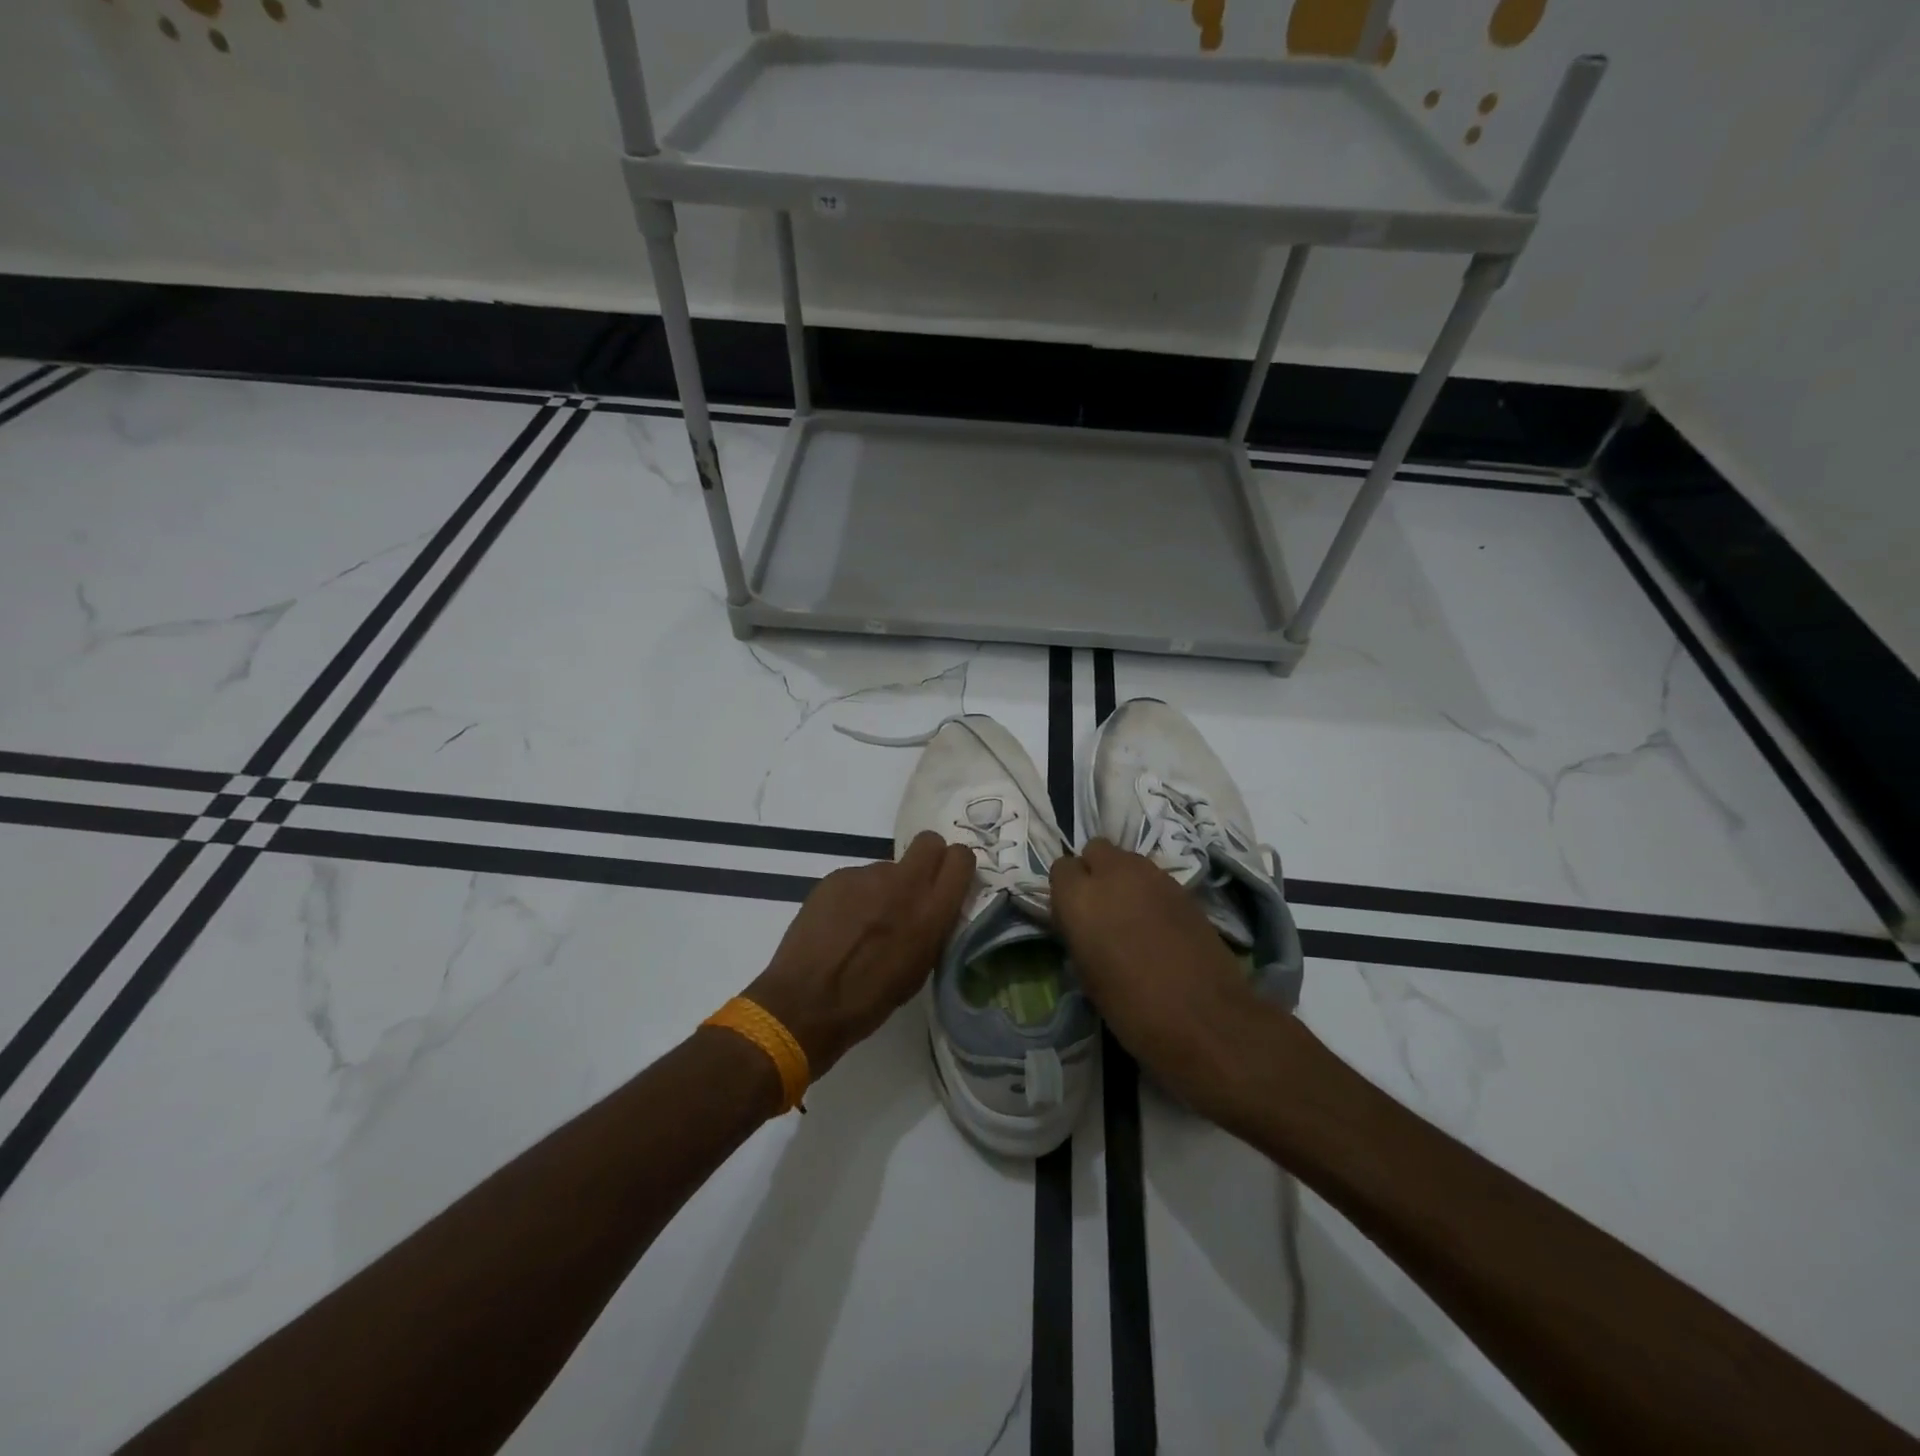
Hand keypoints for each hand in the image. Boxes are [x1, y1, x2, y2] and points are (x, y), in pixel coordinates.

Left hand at [745, 831, 973, 1080]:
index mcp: (932, 911)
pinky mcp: (837, 876)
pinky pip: (858, 878)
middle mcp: (904, 884)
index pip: (961, 858)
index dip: (956, 865)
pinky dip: (855, 895)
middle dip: (927, 857)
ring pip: (888, 866)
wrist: (806, 1001)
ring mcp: (867, 875)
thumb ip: (933, 927)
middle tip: (914, 886)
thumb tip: (933, 906)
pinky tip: (840, 924)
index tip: (948, 880)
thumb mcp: (920, 968)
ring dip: (885, 887)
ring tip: (864, 923)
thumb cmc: (870, 1000)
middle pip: (928, 841)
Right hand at [1050, 838, 1290, 1122]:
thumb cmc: (1134, 1010)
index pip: (1061, 868)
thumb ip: (1079, 936)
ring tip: (1130, 916)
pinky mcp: (1183, 887)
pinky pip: (1154, 877)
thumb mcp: (1088, 977)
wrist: (1208, 1021)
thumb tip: (1082, 924)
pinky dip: (1149, 892)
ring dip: (1123, 879)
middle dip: (1094, 871)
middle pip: (1096, 850)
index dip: (1066, 891)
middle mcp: (1114, 874)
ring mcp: (1153, 876)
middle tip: (1101, 909)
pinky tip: (1157, 924)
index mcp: (1080, 898)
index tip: (1073, 916)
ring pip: (1127, 859)